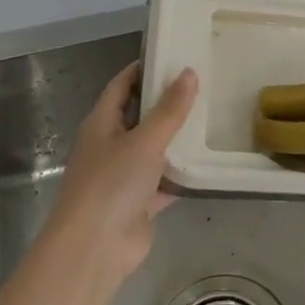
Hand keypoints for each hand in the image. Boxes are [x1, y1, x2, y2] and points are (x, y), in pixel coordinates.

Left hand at [45, 62, 197, 289]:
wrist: (94, 249)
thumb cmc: (111, 184)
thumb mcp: (145, 140)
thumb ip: (170, 109)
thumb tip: (189, 72)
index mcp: (101, 123)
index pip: (121, 85)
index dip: (143, 69)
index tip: (172, 55)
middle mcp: (110, 145)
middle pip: (139, 115)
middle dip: (166, 101)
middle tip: (202, 83)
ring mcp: (124, 176)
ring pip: (154, 148)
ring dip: (176, 137)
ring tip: (211, 115)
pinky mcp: (139, 203)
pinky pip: (165, 179)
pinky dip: (183, 173)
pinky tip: (209, 161)